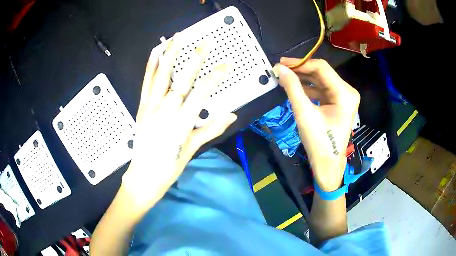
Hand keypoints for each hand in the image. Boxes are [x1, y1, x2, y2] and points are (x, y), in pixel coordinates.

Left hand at [122, 33, 236, 210]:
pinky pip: (146, 84)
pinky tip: (155, 53)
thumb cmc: (170, 166)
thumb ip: (211, 129)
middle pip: (182, 80)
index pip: (202, 93)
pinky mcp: (141, 107)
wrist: (144, 176)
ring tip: (176, 37)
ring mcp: (150, 107)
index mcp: (182, 122)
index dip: (215, 77)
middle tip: (204, 42)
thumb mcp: (193, 148)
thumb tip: (232, 114)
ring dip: (169, 55)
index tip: (226, 65)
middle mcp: (166, 110)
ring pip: (161, 76)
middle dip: (195, 59)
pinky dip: (150, 67)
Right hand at [273, 58, 359, 190]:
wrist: (327, 164)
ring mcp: (344, 98)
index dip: (300, 63)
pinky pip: (323, 90)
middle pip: (323, 73)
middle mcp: (348, 92)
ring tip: (286, 78)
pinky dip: (310, 88)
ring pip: (322, 81)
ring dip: (304, 79)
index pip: (321, 68)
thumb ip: (292, 88)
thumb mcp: (304, 113)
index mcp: (345, 93)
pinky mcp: (339, 103)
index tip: (281, 63)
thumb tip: (279, 69)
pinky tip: (296, 88)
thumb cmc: (318, 142)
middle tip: (281, 70)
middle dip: (301, 71)